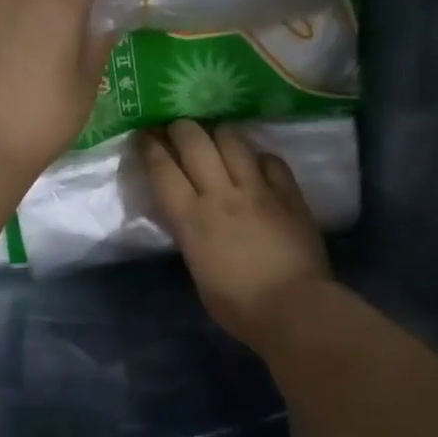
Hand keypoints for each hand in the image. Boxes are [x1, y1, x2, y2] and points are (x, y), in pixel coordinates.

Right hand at [142, 120, 331, 345]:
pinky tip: (255, 163)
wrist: (293, 308)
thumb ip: (191, 233)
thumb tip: (191, 214)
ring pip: (232, 140)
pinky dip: (258, 156)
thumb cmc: (237, 305)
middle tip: (177, 129)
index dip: (149, 146)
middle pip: (194, 141)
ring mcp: (258, 189)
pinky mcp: (288, 192)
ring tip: (215, 137)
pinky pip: (270, 159)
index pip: (162, 169)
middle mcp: (221, 194)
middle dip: (181, 128)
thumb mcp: (197, 268)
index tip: (144, 135)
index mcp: (191, 218)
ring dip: (218, 133)